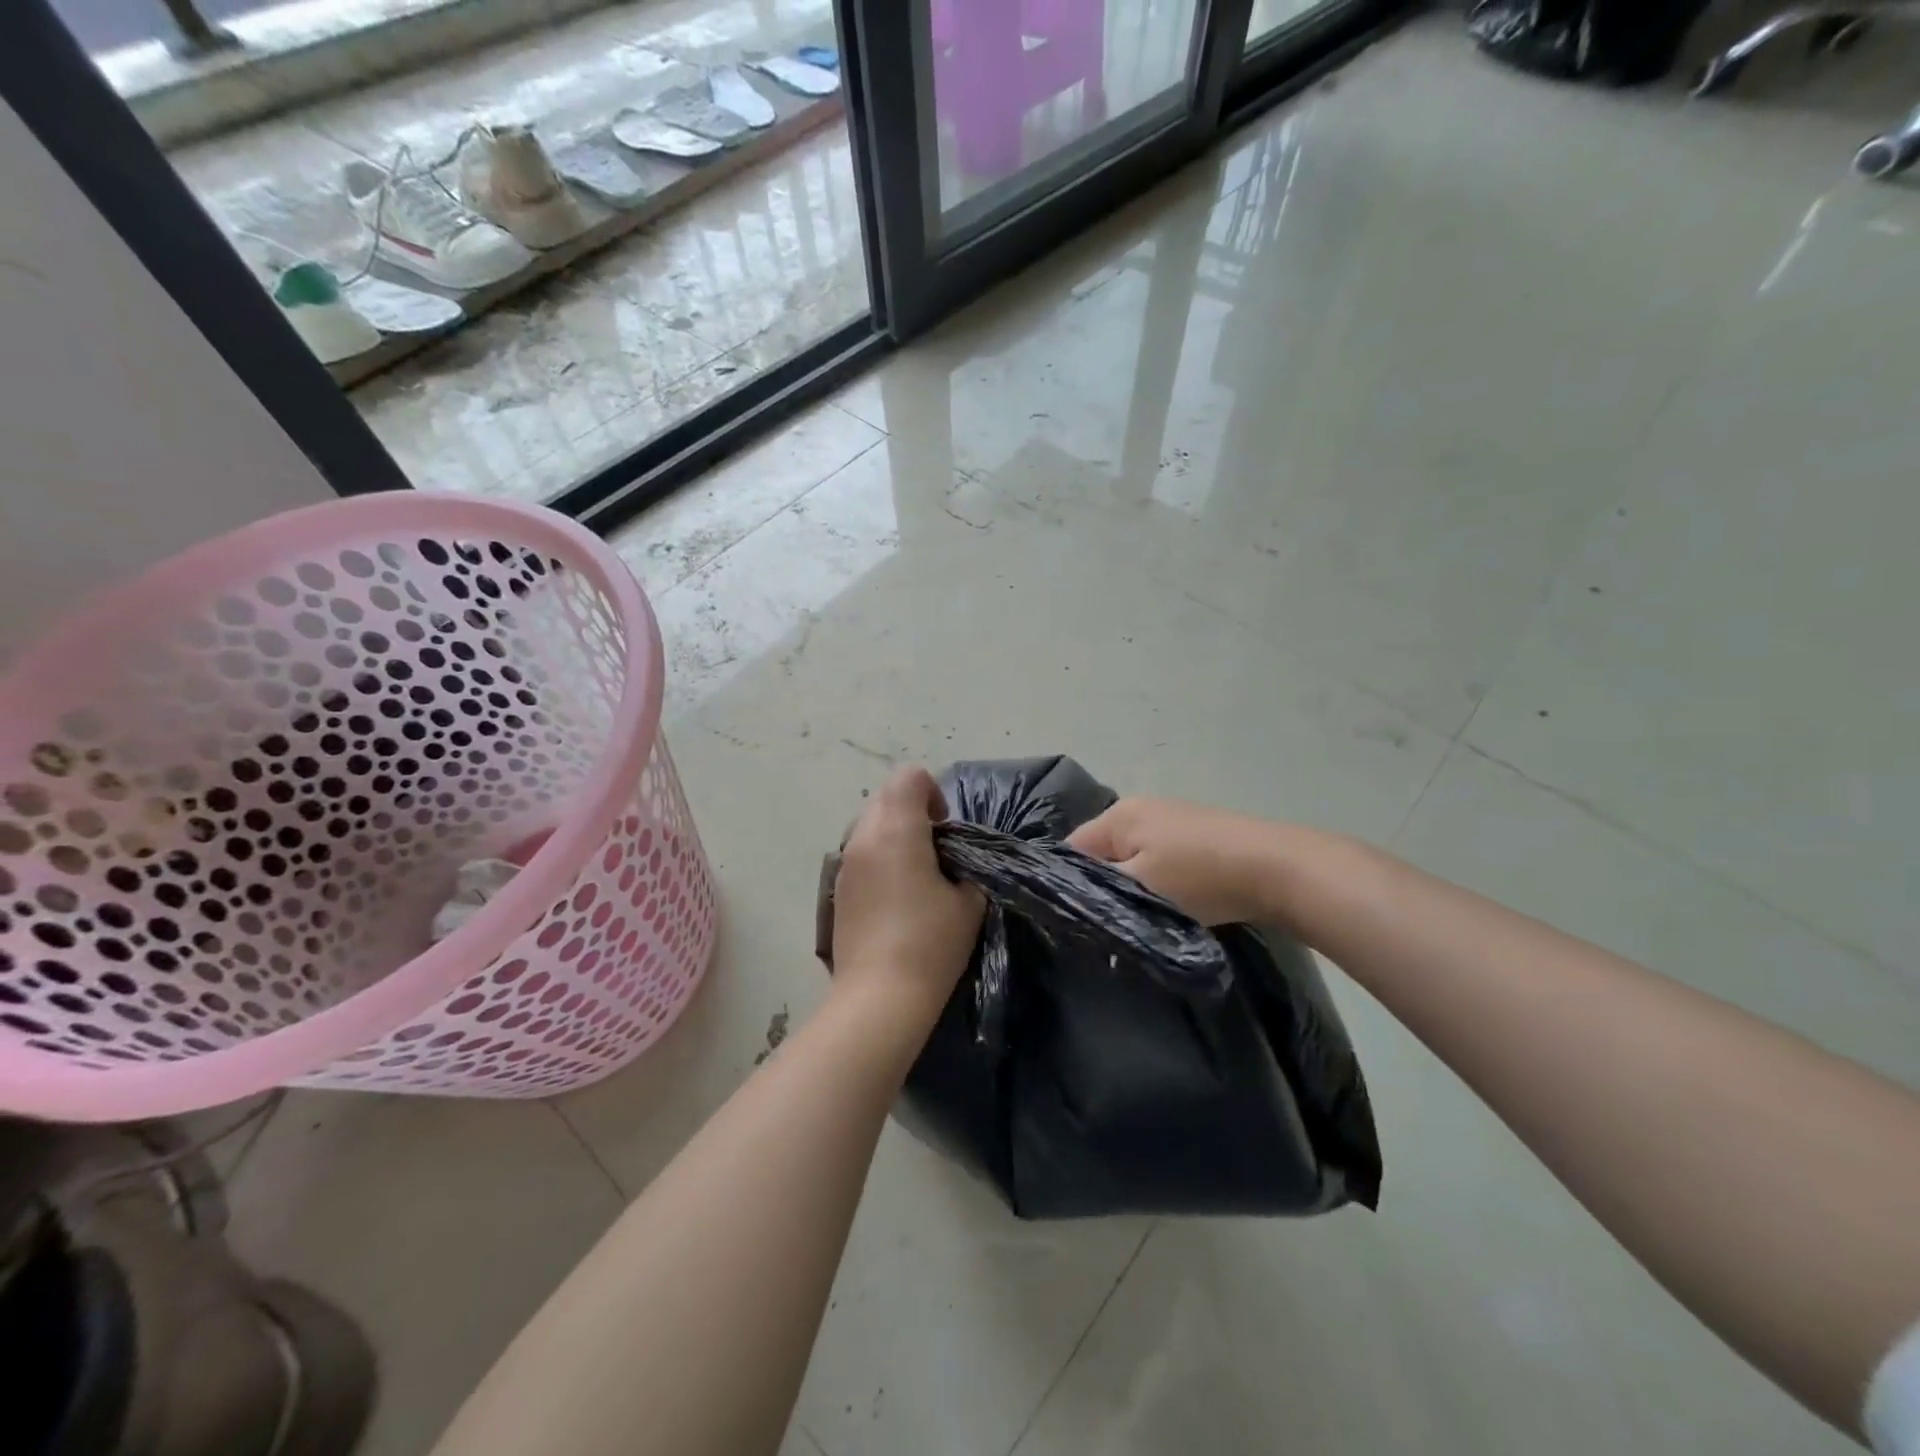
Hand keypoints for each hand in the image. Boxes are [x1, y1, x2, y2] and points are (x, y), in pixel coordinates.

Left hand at [831, 766, 983, 1027]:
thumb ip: (966, 866)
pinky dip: (879, 857)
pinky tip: (895, 896)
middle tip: (935, 849)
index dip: (934, 793)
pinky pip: (859, 852)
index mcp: (897, 830)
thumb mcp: (968, 901)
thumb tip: (953, 862)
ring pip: (868, 823)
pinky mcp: (836, 888)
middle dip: (913, 810)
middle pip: (885, 795)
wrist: (880, 996)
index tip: (946, 829)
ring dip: (894, 832)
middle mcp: (863, 837)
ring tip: (915, 873)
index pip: (909, 777)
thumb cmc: (931, 943)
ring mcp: (844, 863)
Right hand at [1067, 797, 1284, 926]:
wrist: (1277, 867)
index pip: (1072, 849)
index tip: (1077, 918)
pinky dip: (1162, 880)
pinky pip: (1162, 859)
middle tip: (1109, 923)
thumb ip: (1099, 892)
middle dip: (1104, 885)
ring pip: (1135, 857)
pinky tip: (1174, 902)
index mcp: (1119, 815)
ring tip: (1143, 917)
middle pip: (1104, 852)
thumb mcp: (1139, 888)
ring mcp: (1173, 818)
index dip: (1068, 884)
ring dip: (1135, 885)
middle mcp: (1141, 807)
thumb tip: (1074, 898)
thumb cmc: (1199, 877)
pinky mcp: (1199, 834)